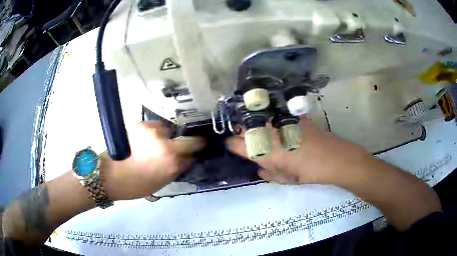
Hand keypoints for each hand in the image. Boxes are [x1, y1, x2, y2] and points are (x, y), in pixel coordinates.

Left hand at [101, 122, 204, 200]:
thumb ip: (174, 171)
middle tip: (192, 144)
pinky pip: (157, 125)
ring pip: (172, 132)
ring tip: (161, 141)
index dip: (193, 157)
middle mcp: (167, 147)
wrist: (109, 174)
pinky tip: (150, 137)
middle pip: (192, 141)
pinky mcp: (143, 125)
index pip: (192, 158)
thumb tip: (183, 161)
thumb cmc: (134, 185)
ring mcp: (155, 133)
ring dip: (170, 137)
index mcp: (172, 165)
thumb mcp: (160, 183)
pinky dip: (157, 131)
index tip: (193, 156)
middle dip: (194, 143)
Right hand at [227, 118, 371, 185]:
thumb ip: (269, 173)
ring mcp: (280, 122)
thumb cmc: (308, 173)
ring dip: (254, 126)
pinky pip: (275, 116)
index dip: (231, 144)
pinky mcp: (292, 116)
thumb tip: (260, 169)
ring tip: (258, 132)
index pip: (236, 144)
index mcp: (263, 151)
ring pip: (258, 120)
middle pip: (245, 129)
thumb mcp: (285, 179)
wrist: (334, 158)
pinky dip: (270, 120)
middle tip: (244, 139)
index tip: (230, 145)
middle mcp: (268, 133)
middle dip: (241, 134)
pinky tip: (277, 125)